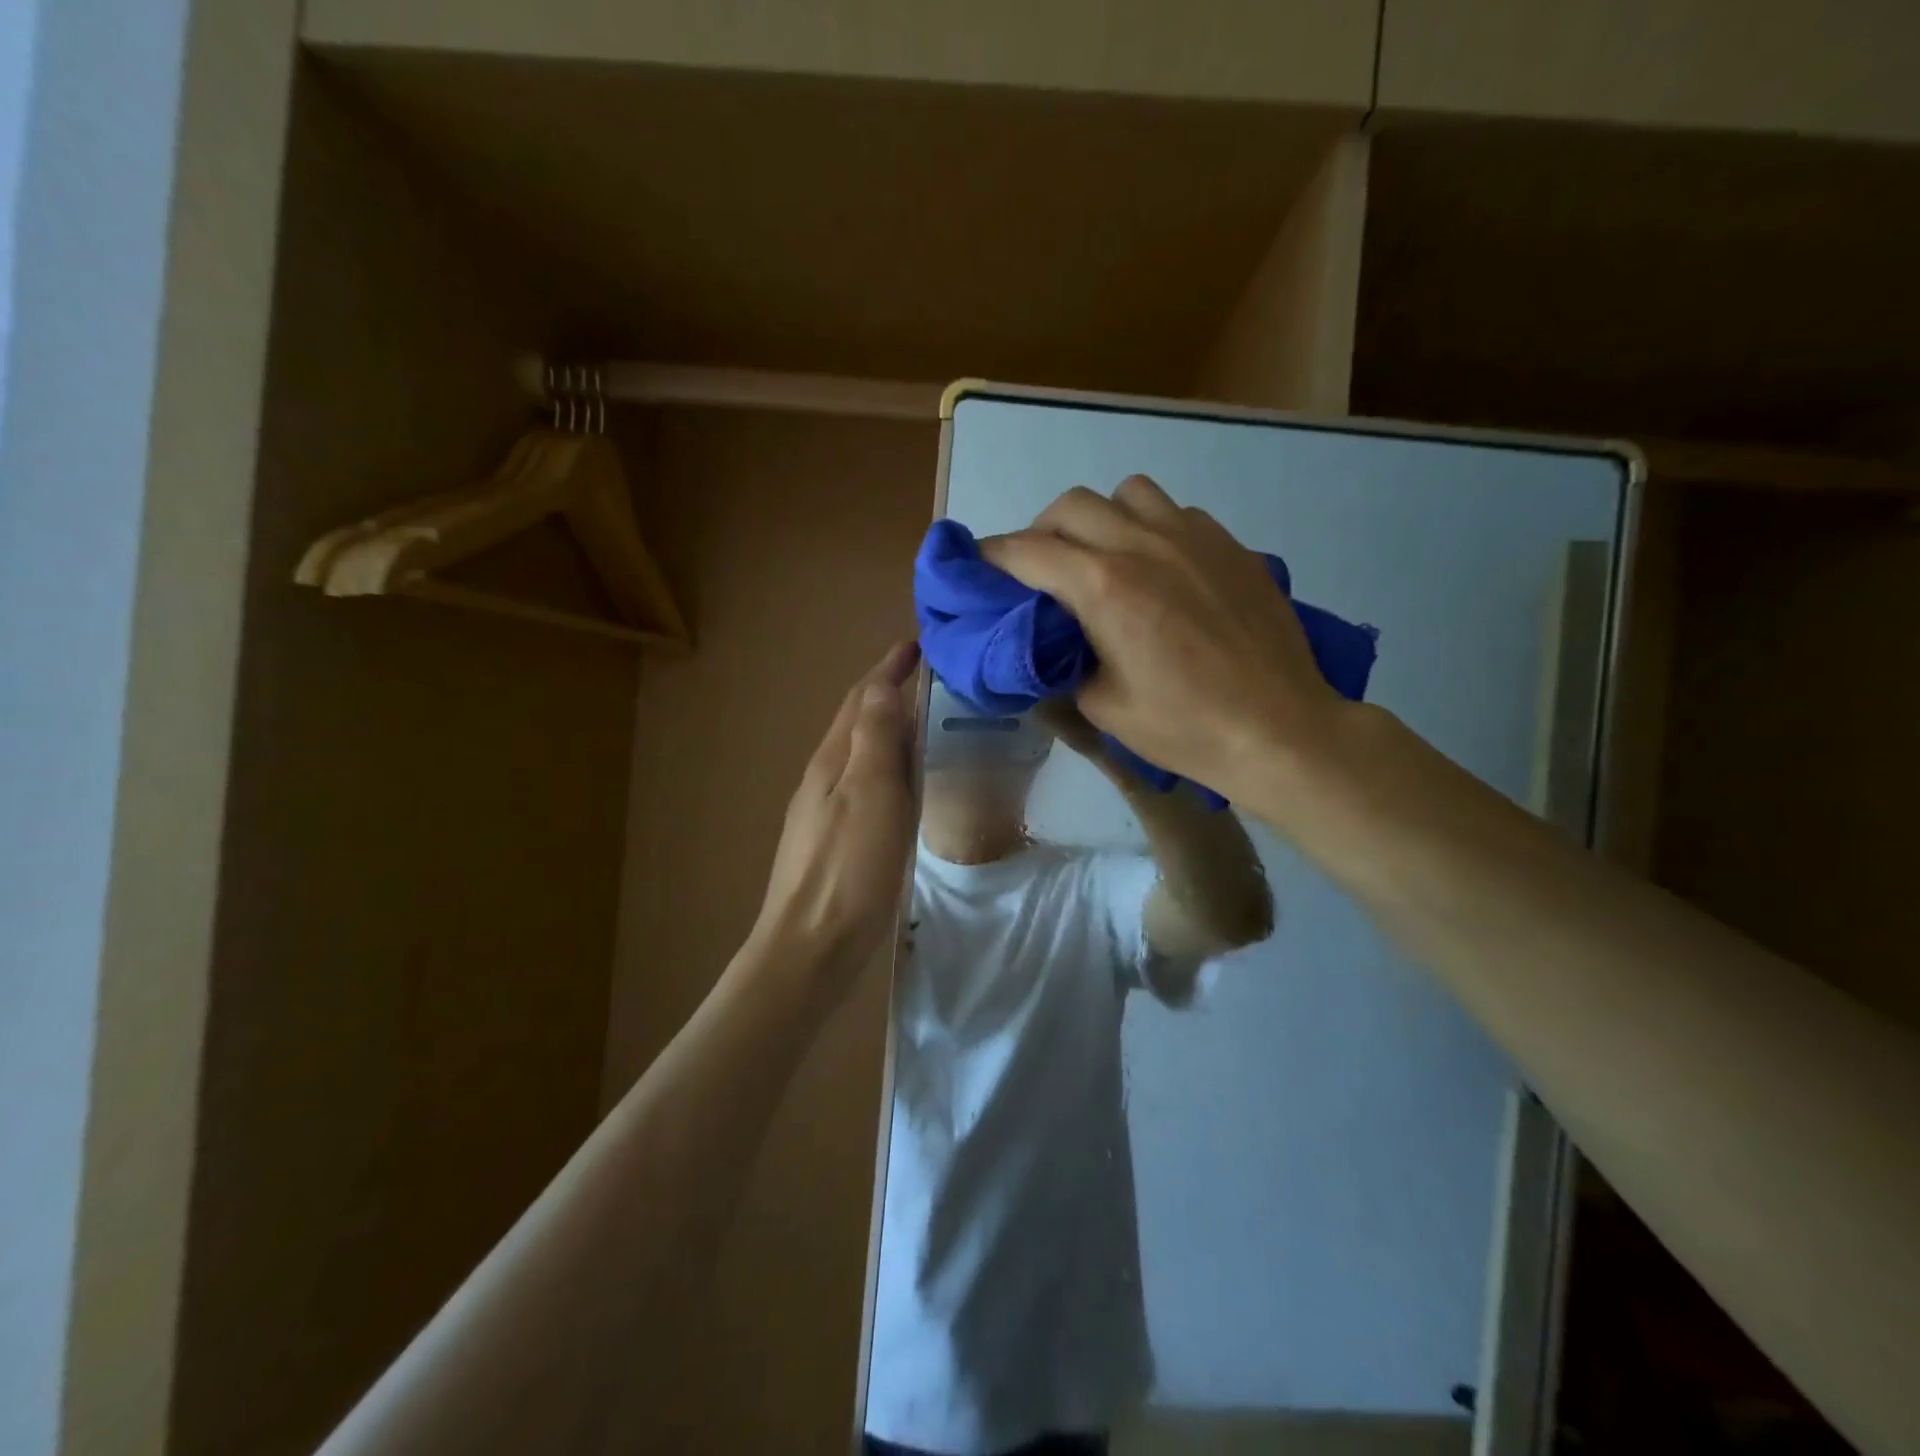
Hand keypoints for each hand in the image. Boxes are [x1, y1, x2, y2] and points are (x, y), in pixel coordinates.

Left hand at [751, 641, 920, 998]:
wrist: (810, 947)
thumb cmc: (849, 869)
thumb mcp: (870, 794)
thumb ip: (875, 738)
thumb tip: (881, 685)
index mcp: (833, 761)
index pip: (861, 699)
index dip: (887, 669)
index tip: (917, 644)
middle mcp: (824, 778)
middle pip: (856, 722)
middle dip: (886, 692)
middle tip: (926, 676)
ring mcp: (825, 811)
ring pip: (859, 754)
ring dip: (886, 728)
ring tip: (921, 720)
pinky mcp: (835, 840)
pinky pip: (864, 784)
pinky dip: (886, 766)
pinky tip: (902, 783)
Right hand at [981, 476, 1346, 803]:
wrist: (1279, 730)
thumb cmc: (1184, 728)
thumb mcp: (1102, 707)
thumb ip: (1065, 663)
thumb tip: (1053, 644)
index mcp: (1104, 587)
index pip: (1027, 551)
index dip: (992, 556)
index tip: (978, 568)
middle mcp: (1143, 544)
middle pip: (1070, 505)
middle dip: (1041, 532)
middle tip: (1042, 571)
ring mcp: (1193, 536)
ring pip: (1127, 493)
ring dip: (1101, 518)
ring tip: (1104, 558)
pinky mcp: (1230, 544)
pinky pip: (1175, 512)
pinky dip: (1150, 528)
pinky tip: (1162, 570)